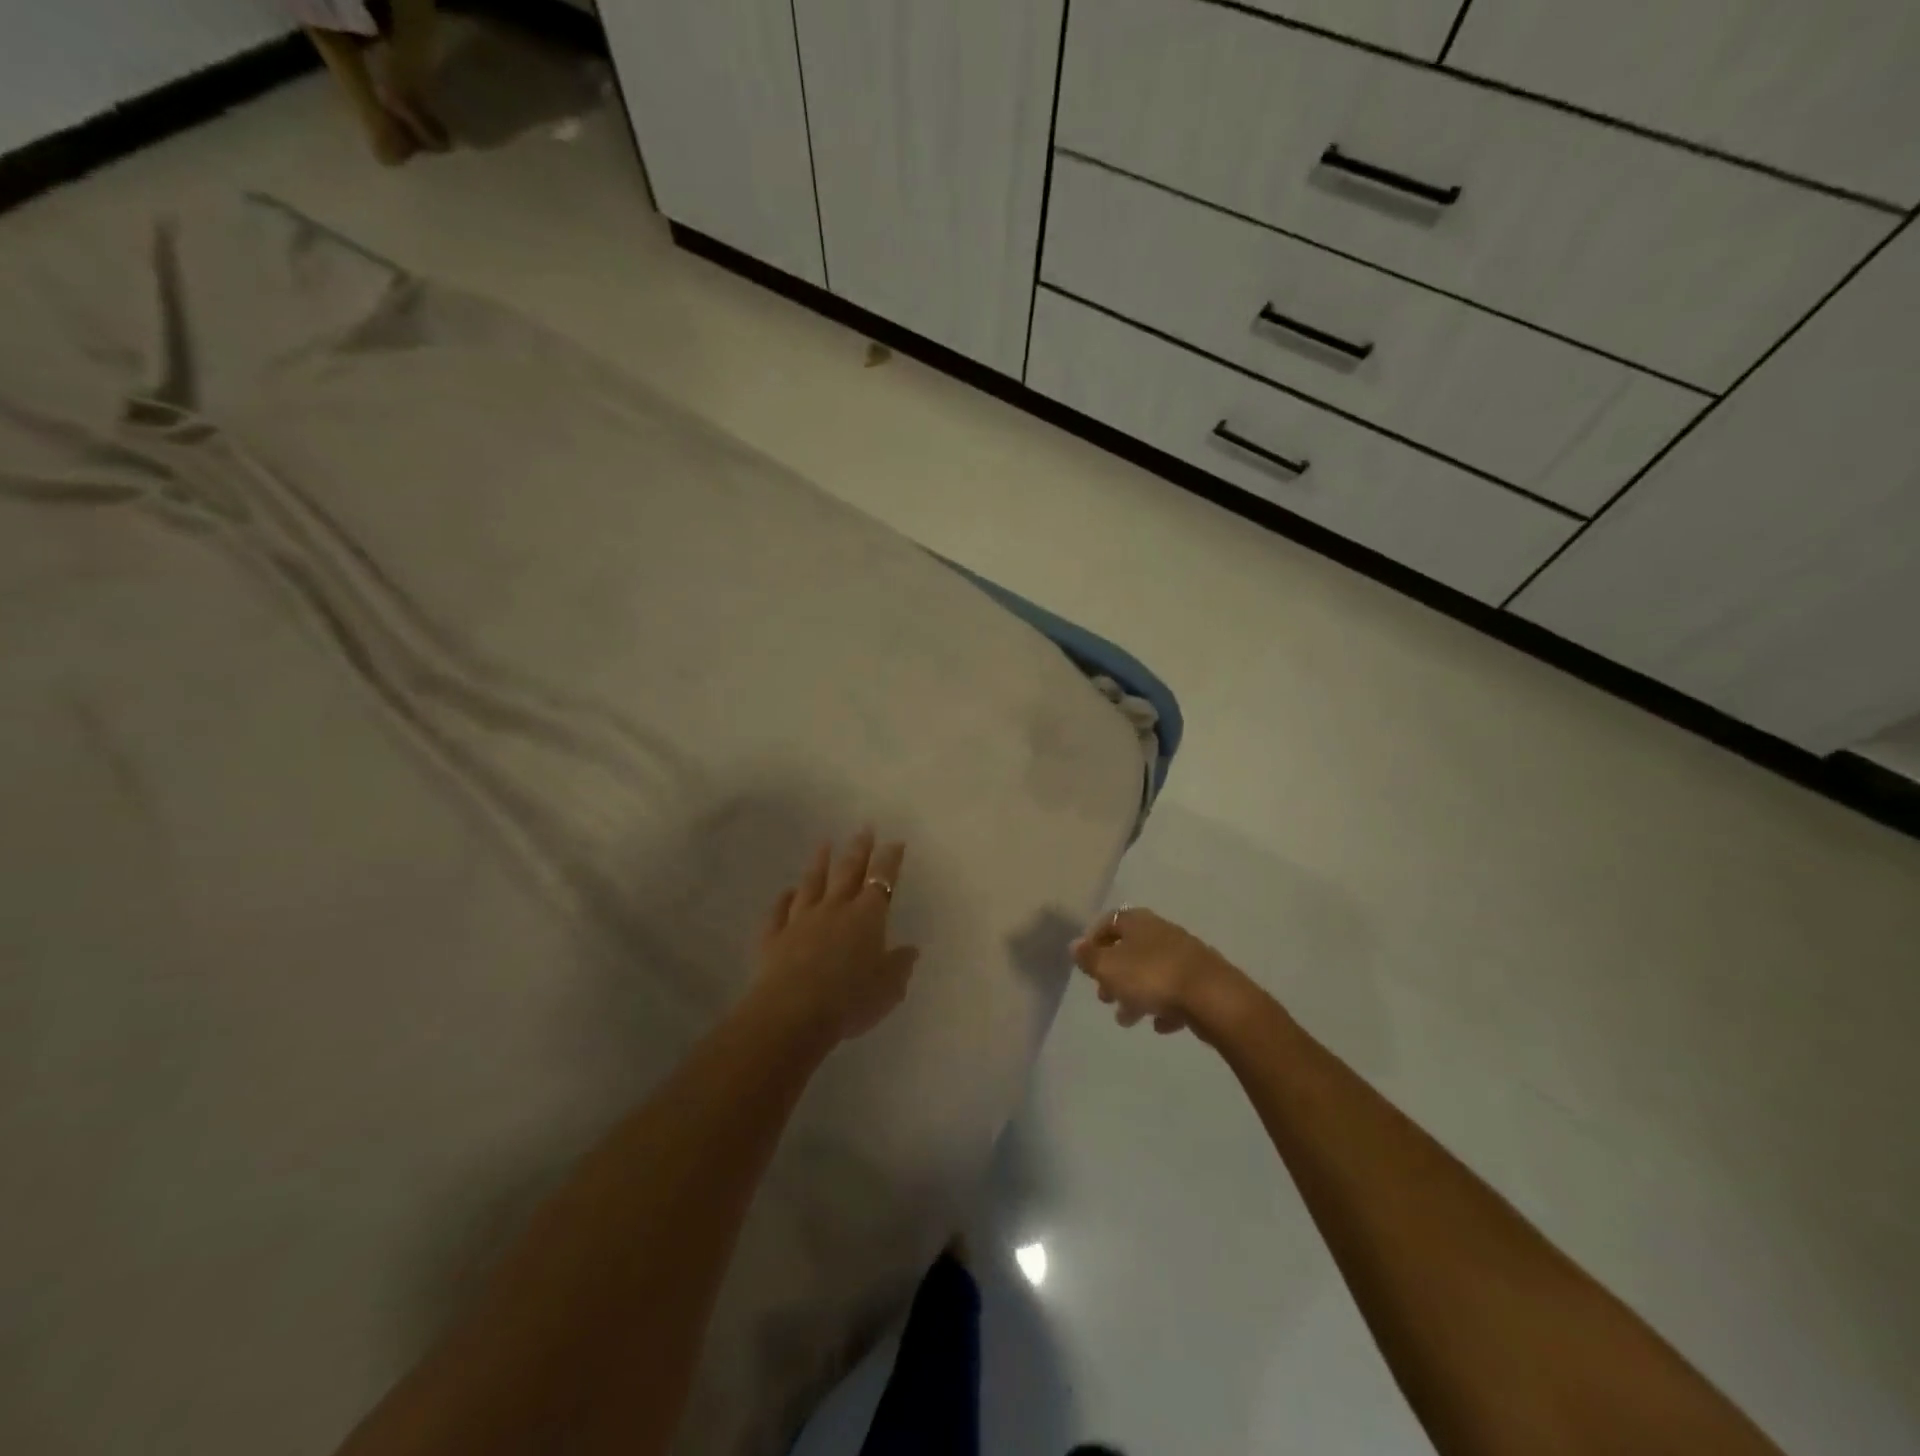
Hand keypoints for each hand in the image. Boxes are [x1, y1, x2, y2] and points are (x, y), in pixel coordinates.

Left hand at [754, 830, 919, 1046]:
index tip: (894, 842)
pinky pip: (778, 912)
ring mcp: (801, 920)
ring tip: (824, 844)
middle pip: (847, 871)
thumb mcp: (888, 988)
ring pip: (811, 884)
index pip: (881, 880)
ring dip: (819, 863)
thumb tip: (910, 949)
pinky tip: (786, 892)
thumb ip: (899, 965)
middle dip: (858, 849)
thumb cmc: (850, 1000)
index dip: (889, 860)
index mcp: (867, 917)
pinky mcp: (774, 937)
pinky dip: (783, 899)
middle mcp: (834, 909)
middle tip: (864, 829)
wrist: (793, 1013)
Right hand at [1071, 907, 1240, 1036]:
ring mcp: (1185, 956)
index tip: (1085, 963)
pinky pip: (1176, 992)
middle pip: (1131, 949)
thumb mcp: (1110, 968)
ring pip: (1152, 972)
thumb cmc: (1152, 977)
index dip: (1094, 940)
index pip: (1110, 921)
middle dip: (1114, 973)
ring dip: (1136, 994)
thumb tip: (1074, 945)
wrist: (1213, 997)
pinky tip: (1160, 1025)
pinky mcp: (1203, 981)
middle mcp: (1162, 932)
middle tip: (1103, 996)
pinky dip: (1164, 1006)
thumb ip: (1089, 958)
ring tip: (1126, 1019)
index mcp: (1138, 923)